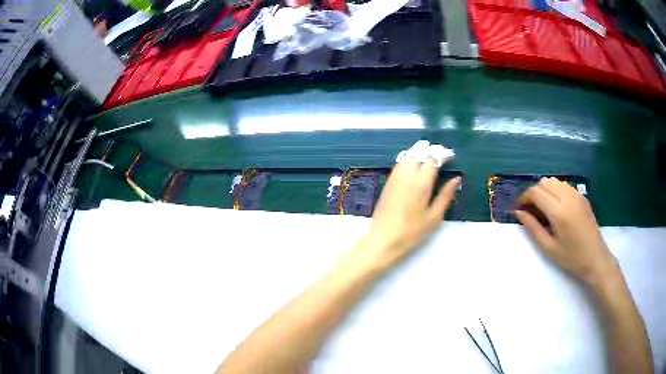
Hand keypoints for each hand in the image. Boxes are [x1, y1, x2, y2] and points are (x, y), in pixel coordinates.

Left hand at [339, 141, 459, 273]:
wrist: (384, 240)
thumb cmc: (412, 232)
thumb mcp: (435, 216)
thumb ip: (446, 195)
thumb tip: (457, 178)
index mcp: (421, 182)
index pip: (433, 158)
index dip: (443, 154)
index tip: (451, 156)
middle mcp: (407, 175)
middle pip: (419, 152)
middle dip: (431, 150)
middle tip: (441, 155)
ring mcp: (395, 177)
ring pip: (408, 155)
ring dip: (419, 152)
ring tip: (430, 158)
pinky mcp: (388, 182)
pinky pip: (400, 163)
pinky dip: (409, 158)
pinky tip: (415, 166)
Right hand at [514, 177, 617, 285]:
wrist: (595, 257)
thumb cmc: (571, 257)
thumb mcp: (548, 247)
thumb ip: (532, 227)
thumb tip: (519, 212)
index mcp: (558, 211)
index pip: (535, 192)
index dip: (524, 198)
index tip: (519, 210)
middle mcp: (567, 197)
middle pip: (544, 182)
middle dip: (533, 193)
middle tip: (530, 210)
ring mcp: (576, 194)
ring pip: (553, 181)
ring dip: (544, 190)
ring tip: (543, 208)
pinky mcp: (581, 196)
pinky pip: (563, 185)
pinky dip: (555, 190)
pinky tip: (556, 207)